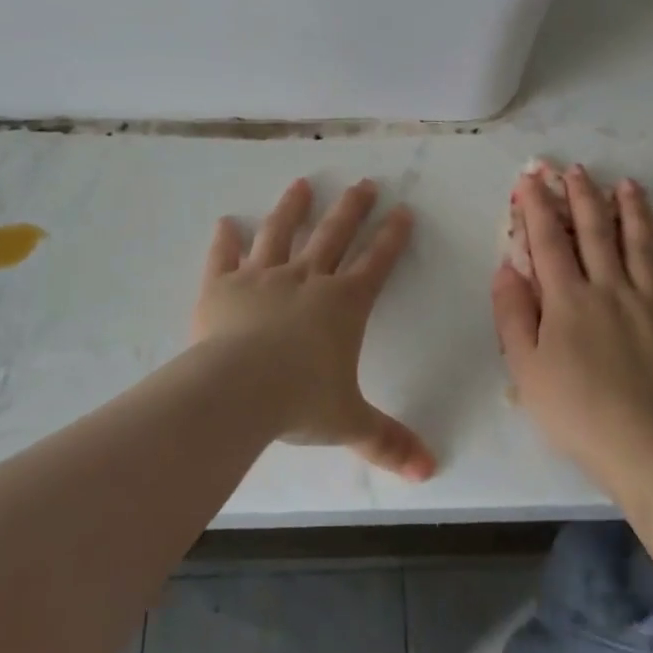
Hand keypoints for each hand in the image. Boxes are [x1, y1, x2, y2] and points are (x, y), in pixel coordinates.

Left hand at [194, 178, 435, 481]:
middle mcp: (306, 279)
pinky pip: (224, 258)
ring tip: (302, 183)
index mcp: (343, 305)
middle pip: (334, 234)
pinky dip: (225, 240)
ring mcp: (262, 277)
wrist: (237, 390)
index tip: (402, 210)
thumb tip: (429, 471)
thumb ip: (387, 441)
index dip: (392, 237)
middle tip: (364, 182)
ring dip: (292, 207)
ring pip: (281, 233)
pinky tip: (225, 222)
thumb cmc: (300, 401)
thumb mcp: (349, 423)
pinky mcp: (223, 286)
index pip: (375, 263)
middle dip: (352, 208)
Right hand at [492, 166, 652, 497]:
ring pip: (644, 247)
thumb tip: (506, 267)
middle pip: (596, 233)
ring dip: (634, 212)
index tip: (531, 177)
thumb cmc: (578, 415)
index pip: (548, 241)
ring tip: (628, 185)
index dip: (537, 206)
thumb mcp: (526, 370)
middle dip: (583, 197)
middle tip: (578, 169)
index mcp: (569, 300)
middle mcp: (612, 290)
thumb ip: (512, 315)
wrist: (652, 455)